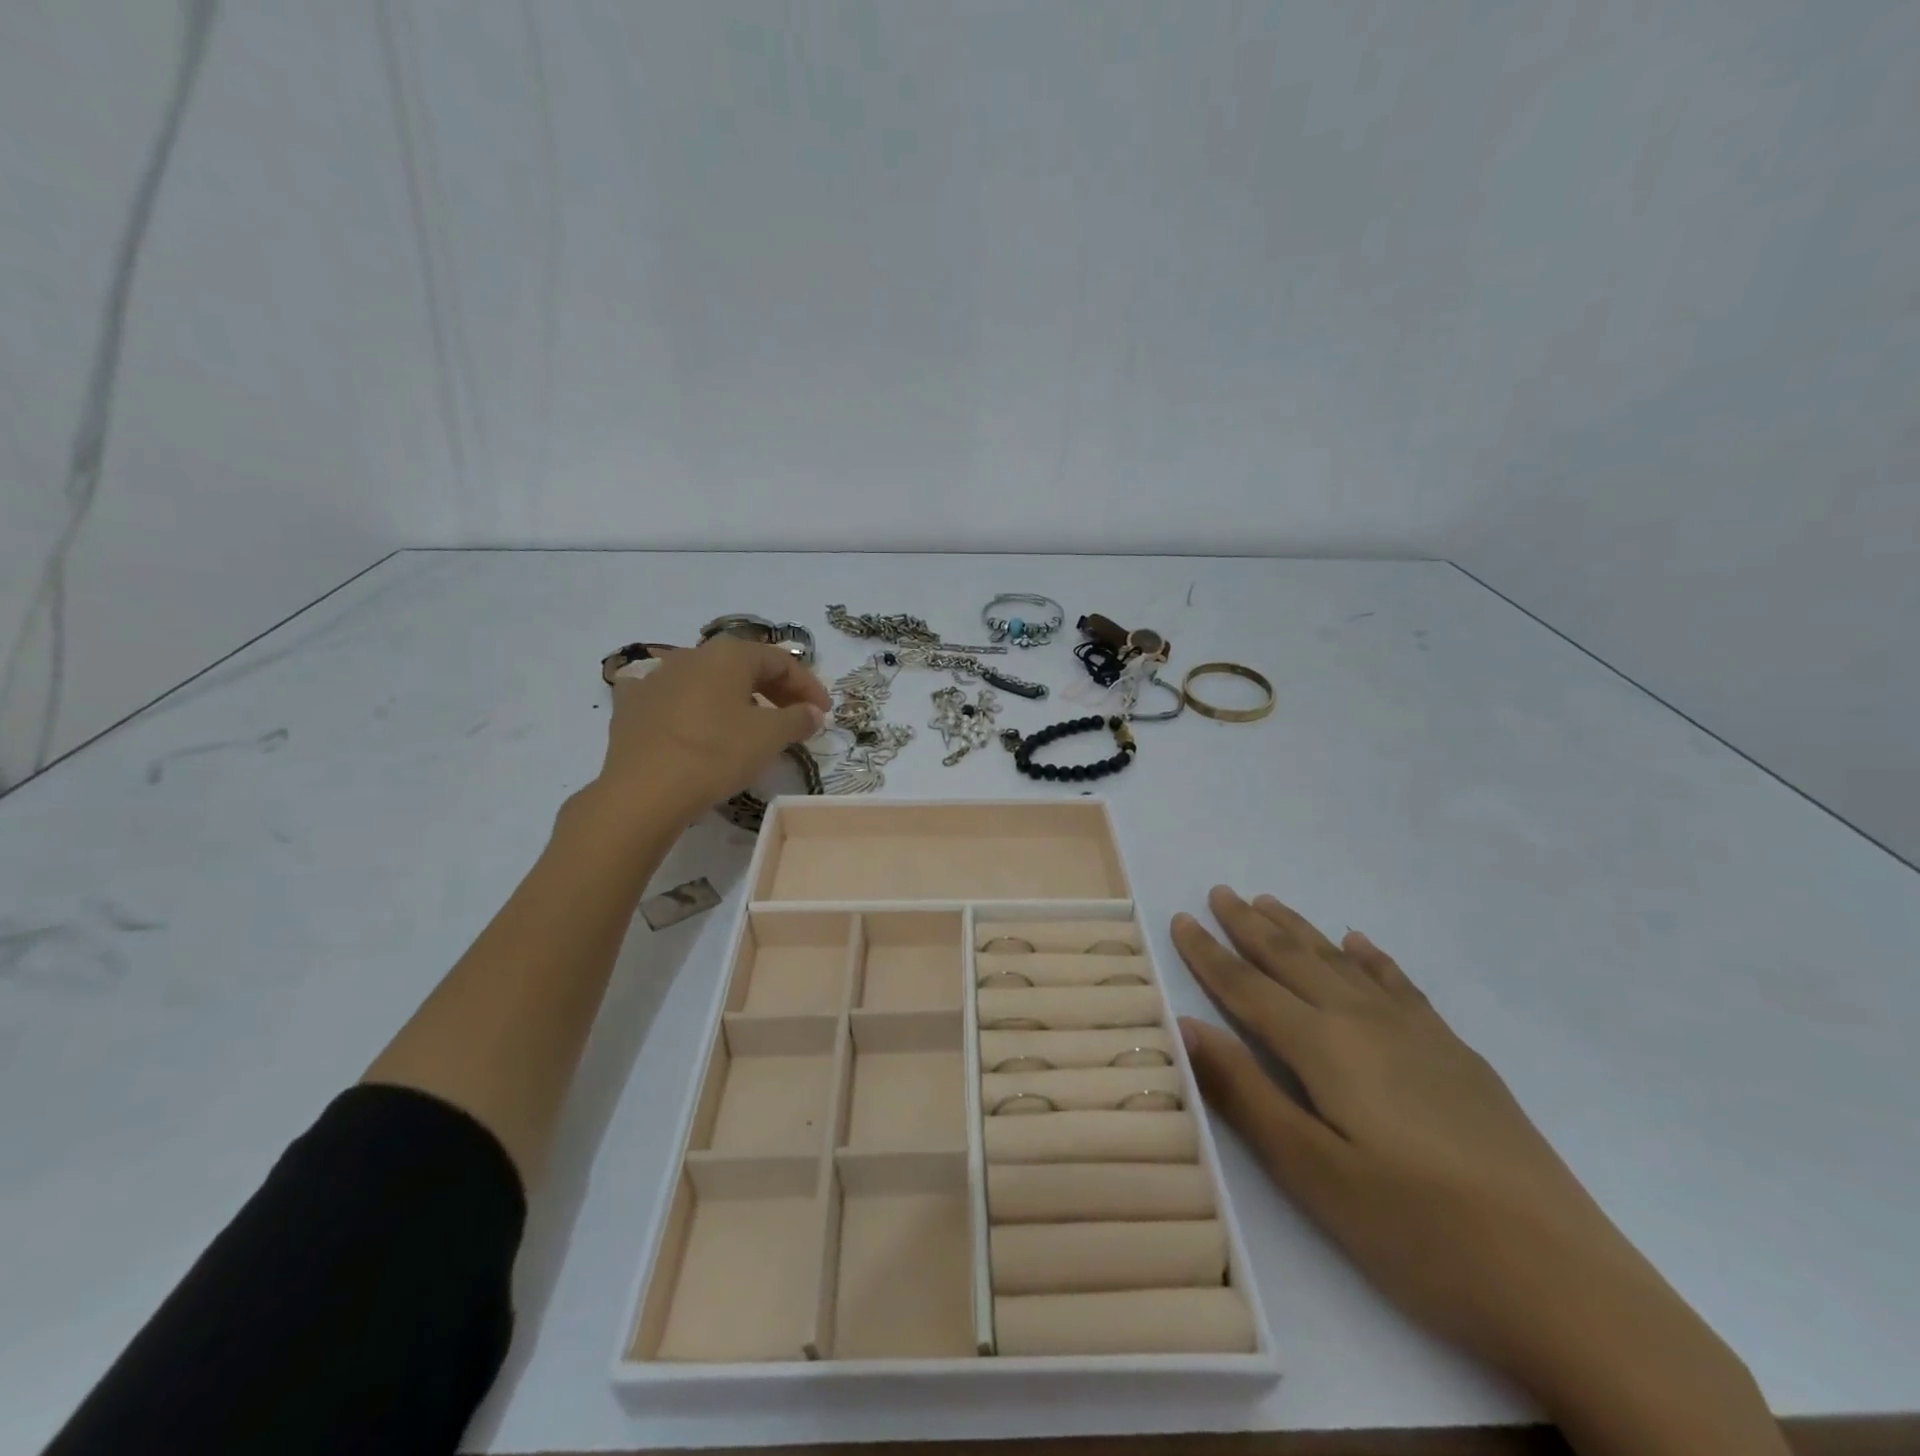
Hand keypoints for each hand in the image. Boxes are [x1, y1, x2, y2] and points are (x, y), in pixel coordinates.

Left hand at [594, 637, 828, 820]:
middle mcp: (692, 655)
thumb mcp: (770, 737)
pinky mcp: (631, 705)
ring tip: (750, 726)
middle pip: (744, 667)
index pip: (780, 661)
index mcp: (729, 654)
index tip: (823, 713)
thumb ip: (798, 718)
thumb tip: (812, 712)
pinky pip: (670, 698)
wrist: (642, 791)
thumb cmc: (716, 754)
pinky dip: (690, 707)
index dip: (808, 685)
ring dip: (736, 699)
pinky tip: (693, 723)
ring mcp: (656, 677)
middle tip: (796, 718)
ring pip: (708, 682)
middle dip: (775, 691)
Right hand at [1173, 889, 1783, 1455]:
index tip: (1180, 919)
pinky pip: (1399, 985)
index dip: (1209, 954)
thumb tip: (1186, 1026)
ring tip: (1270, 901)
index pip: (1248, 988)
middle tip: (1220, 891)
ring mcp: (1418, 1035)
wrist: (1567, 1285)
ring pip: (1341, 963)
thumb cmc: (1418, 1234)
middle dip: (1250, 926)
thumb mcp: (1312, 1174)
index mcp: (1324, 1048)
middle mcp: (1365, 1023)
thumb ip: (1245, 1093)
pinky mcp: (1456, 1056)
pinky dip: (1371, 958)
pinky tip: (1359, 944)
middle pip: (1293, 960)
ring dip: (1301, 931)